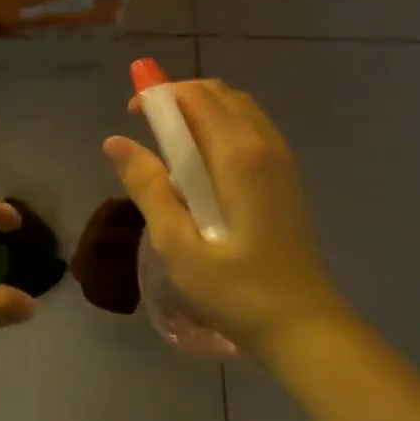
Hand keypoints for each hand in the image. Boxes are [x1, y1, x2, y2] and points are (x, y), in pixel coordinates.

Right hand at [103, 80, 350, 354]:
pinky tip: (203, 168)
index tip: (132, 116)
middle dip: (178, 98)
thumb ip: (147, 187)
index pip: (195, 96)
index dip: (159, 95)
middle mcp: (264, 144)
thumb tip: (115, 141)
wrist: (305, 326)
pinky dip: (221, 129)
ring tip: (170, 146)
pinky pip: (251, 130)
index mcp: (237, 154)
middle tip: (146, 130)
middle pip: (218, 94)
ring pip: (238, 109)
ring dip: (201, 112)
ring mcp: (282, 159)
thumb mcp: (177, 244)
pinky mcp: (287, 178)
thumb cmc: (236, 290)